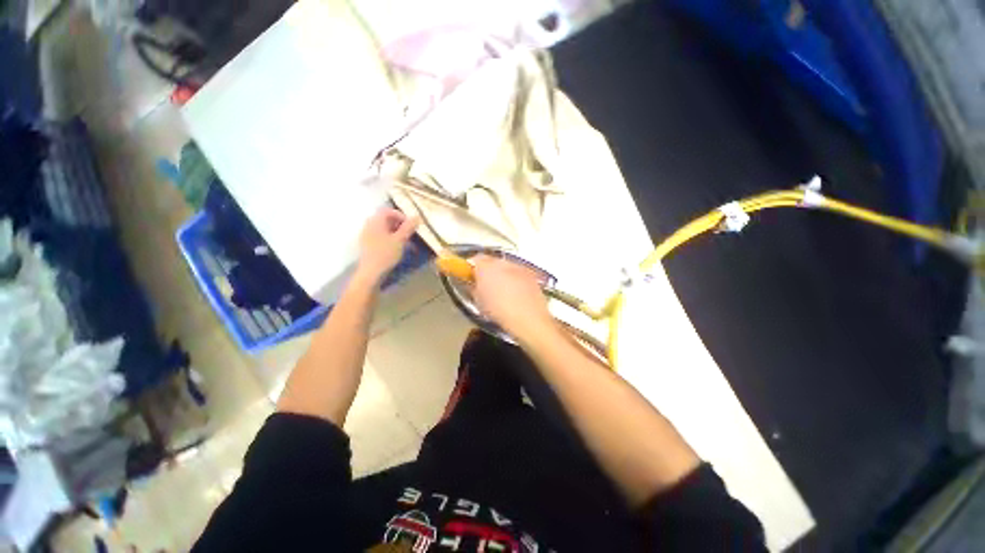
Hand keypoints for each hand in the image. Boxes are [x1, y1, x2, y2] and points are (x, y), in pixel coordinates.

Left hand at [356, 208, 419, 283]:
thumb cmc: (386, 254)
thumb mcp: (400, 240)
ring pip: (384, 229)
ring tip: (406, 243)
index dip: (401, 215)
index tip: (410, 225)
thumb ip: (408, 227)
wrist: (371, 272)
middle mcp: (369, 225)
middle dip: (400, 225)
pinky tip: (397, 249)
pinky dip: (390, 239)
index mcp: (376, 221)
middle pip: (386, 219)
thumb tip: (417, 217)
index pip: (388, 211)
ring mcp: (367, 235)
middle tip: (410, 234)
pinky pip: (380, 236)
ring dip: (396, 233)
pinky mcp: (367, 244)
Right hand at [472, 255, 552, 338]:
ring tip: (502, 291)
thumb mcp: (479, 301)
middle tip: (485, 284)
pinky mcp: (531, 274)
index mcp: (486, 267)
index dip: (471, 267)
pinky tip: (515, 294)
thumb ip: (473, 287)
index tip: (470, 276)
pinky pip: (518, 273)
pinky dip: (514, 279)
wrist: (528, 318)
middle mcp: (502, 262)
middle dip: (487, 270)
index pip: (474, 259)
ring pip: (505, 266)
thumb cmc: (499, 311)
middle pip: (491, 261)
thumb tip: (472, 283)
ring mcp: (518, 267)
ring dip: (501, 274)